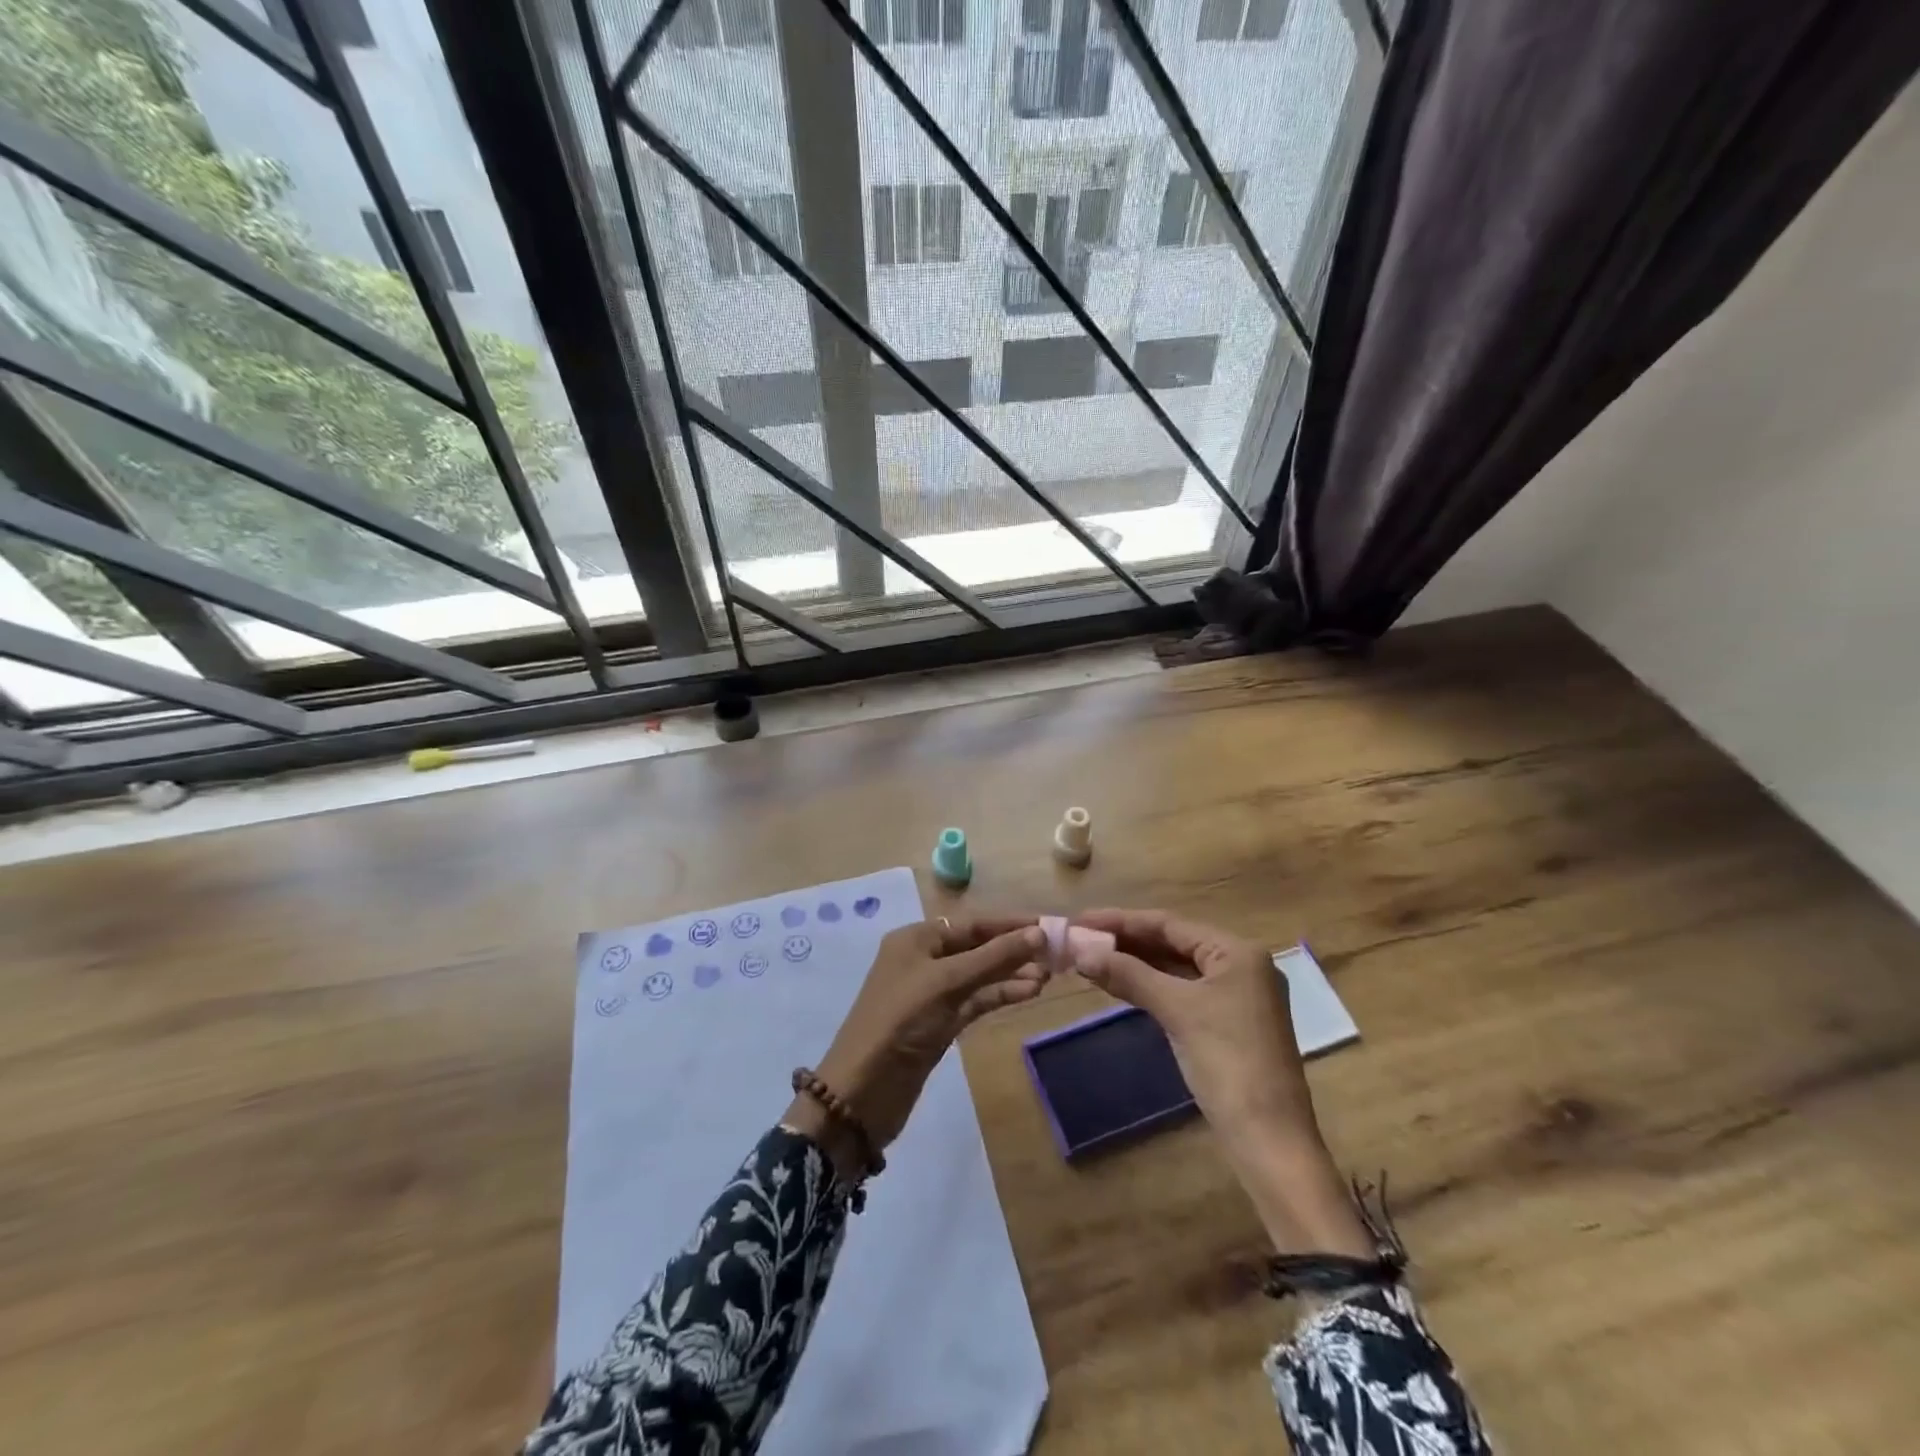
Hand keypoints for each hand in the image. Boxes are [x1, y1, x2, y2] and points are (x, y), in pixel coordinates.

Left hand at [787, 917, 1046, 1174]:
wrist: (863, 1091)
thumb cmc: (900, 1021)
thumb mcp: (947, 982)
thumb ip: (994, 958)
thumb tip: (1039, 932)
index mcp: (917, 939)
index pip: (972, 923)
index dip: (1010, 924)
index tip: (1049, 924)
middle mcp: (925, 959)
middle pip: (978, 947)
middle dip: (1014, 949)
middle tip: (1056, 954)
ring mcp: (933, 993)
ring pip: (980, 975)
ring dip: (1012, 974)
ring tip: (1049, 975)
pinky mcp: (941, 1023)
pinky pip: (977, 1000)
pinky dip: (1001, 995)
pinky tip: (1030, 993)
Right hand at [1075, 909, 1372, 1256]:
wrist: (1270, 1140)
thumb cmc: (1228, 1063)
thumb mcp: (1177, 1011)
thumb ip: (1129, 975)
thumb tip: (1080, 950)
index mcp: (1237, 952)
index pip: (1169, 924)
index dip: (1121, 920)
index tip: (1079, 920)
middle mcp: (1240, 965)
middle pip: (1172, 943)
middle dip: (1125, 941)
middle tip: (1079, 940)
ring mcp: (1235, 996)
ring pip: (1175, 968)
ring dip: (1134, 964)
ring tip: (1089, 959)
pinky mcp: (1226, 1023)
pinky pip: (1181, 992)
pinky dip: (1150, 986)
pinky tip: (1119, 985)